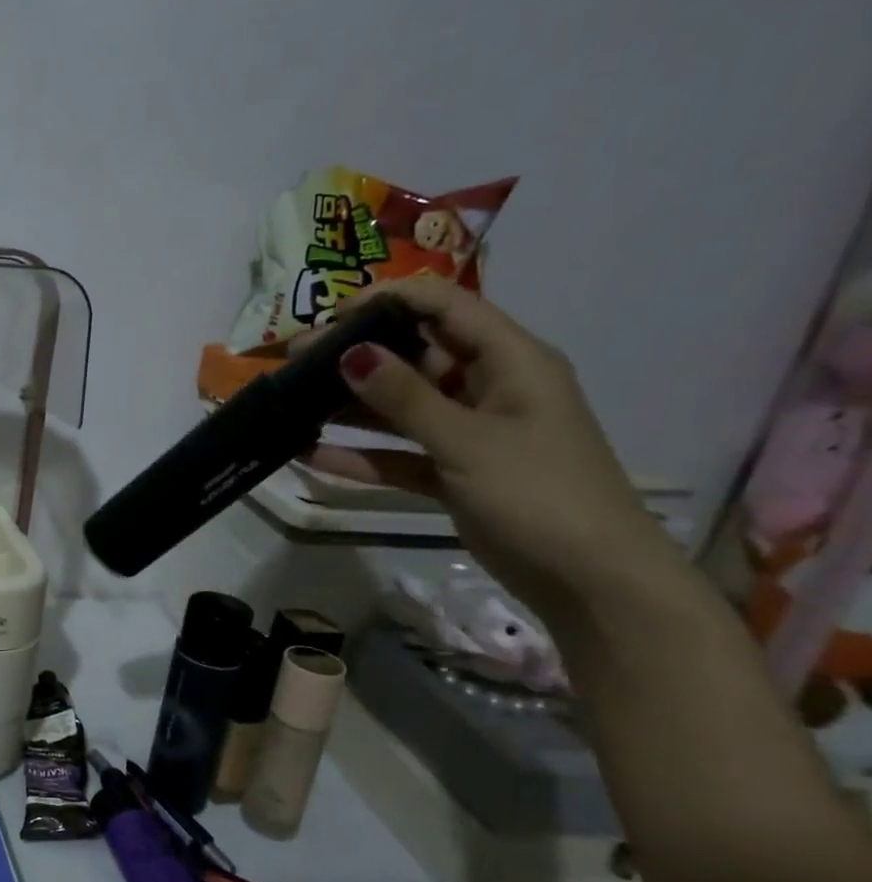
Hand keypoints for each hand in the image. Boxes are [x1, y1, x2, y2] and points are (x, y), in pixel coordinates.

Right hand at [304, 280, 682, 626]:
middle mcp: (489, 388)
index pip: (446, 307)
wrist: (589, 581)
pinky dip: (362, 455)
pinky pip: (399, 454)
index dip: (389, 300)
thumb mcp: (467, 442)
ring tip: (292, 405)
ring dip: (351, 408)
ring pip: (401, 408)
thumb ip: (405, 398)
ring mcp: (469, 433)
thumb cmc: (539, 494)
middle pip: (414, 356)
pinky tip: (312, 455)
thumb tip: (350, 353)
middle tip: (294, 364)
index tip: (330, 316)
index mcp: (511, 362)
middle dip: (356, 357)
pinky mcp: (453, 473)